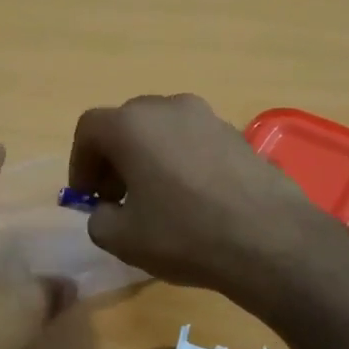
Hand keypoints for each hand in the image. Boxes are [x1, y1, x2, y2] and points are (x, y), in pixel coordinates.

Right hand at [67, 94, 324, 295]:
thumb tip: (107, 210)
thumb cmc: (184, 235)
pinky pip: (194, 142)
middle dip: (114, 158)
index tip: (86, 197)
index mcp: (133, 125)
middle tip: (116, 197)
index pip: (90, 129)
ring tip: (155, 199)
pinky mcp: (239, 135)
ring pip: (163, 131)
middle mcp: (170, 108)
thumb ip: (99, 218)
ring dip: (149, 158)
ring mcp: (209, 117)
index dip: (80, 163)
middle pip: (127, 124)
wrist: (269, 240)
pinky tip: (192, 199)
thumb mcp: (121, 239)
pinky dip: (181, 162)